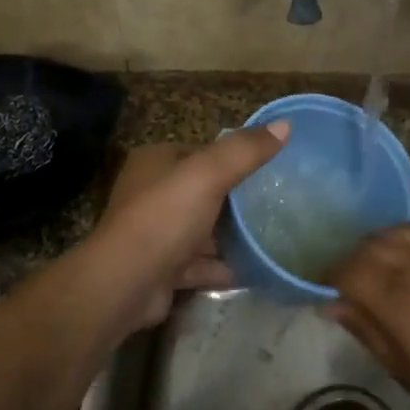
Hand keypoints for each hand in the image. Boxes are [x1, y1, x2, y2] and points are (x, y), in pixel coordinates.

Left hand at [86, 124, 289, 334]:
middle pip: (203, 192)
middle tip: (277, 203)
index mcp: (156, 162)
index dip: (233, 158)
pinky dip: (223, 266)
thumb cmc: (165, 218)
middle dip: (236, 200)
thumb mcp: (208, 174)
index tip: (269, 167)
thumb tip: (285, 124)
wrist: (125, 284)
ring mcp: (156, 234)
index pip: (200, 152)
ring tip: (272, 236)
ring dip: (231, 236)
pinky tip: (253, 270)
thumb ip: (245, 150)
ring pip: (202, 230)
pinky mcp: (162, 269)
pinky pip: (200, 264)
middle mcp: (151, 194)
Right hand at [326, 157, 409, 409]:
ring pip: (406, 228)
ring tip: (382, 252)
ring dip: (386, 237)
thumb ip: (369, 333)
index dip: (332, 276)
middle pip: (374, 246)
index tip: (326, 285)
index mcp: (398, 302)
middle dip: (356, 258)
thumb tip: (332, 305)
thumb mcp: (409, 375)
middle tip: (354, 275)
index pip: (349, 271)